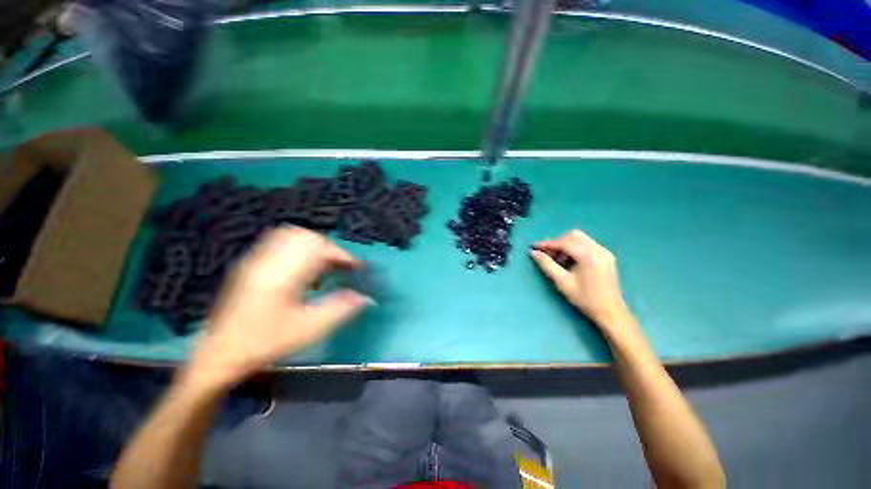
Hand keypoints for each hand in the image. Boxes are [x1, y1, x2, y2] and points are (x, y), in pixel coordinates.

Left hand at [186, 227, 369, 390]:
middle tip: (342, 267)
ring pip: (292, 237)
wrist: (219, 354)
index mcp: (282, 274)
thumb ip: (340, 309)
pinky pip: (280, 245)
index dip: (344, 256)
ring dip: (315, 248)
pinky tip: (304, 272)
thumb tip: (366, 297)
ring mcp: (256, 260)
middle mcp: (268, 260)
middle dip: (330, 248)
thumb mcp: (308, 329)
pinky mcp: (251, 265)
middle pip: (306, 237)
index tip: (358, 268)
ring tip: (326, 267)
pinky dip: (300, 251)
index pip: (320, 249)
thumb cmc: (265, 342)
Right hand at [531, 230, 632, 330]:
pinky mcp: (606, 256)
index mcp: (588, 256)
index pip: (564, 243)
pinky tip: (569, 261)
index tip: (534, 247)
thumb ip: (547, 265)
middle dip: (557, 242)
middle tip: (546, 254)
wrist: (610, 312)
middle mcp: (598, 249)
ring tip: (557, 259)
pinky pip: (587, 245)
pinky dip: (575, 248)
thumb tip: (534, 253)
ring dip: (565, 245)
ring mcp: (604, 252)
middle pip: (573, 236)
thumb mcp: (562, 282)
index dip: (547, 244)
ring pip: (580, 239)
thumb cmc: (585, 298)